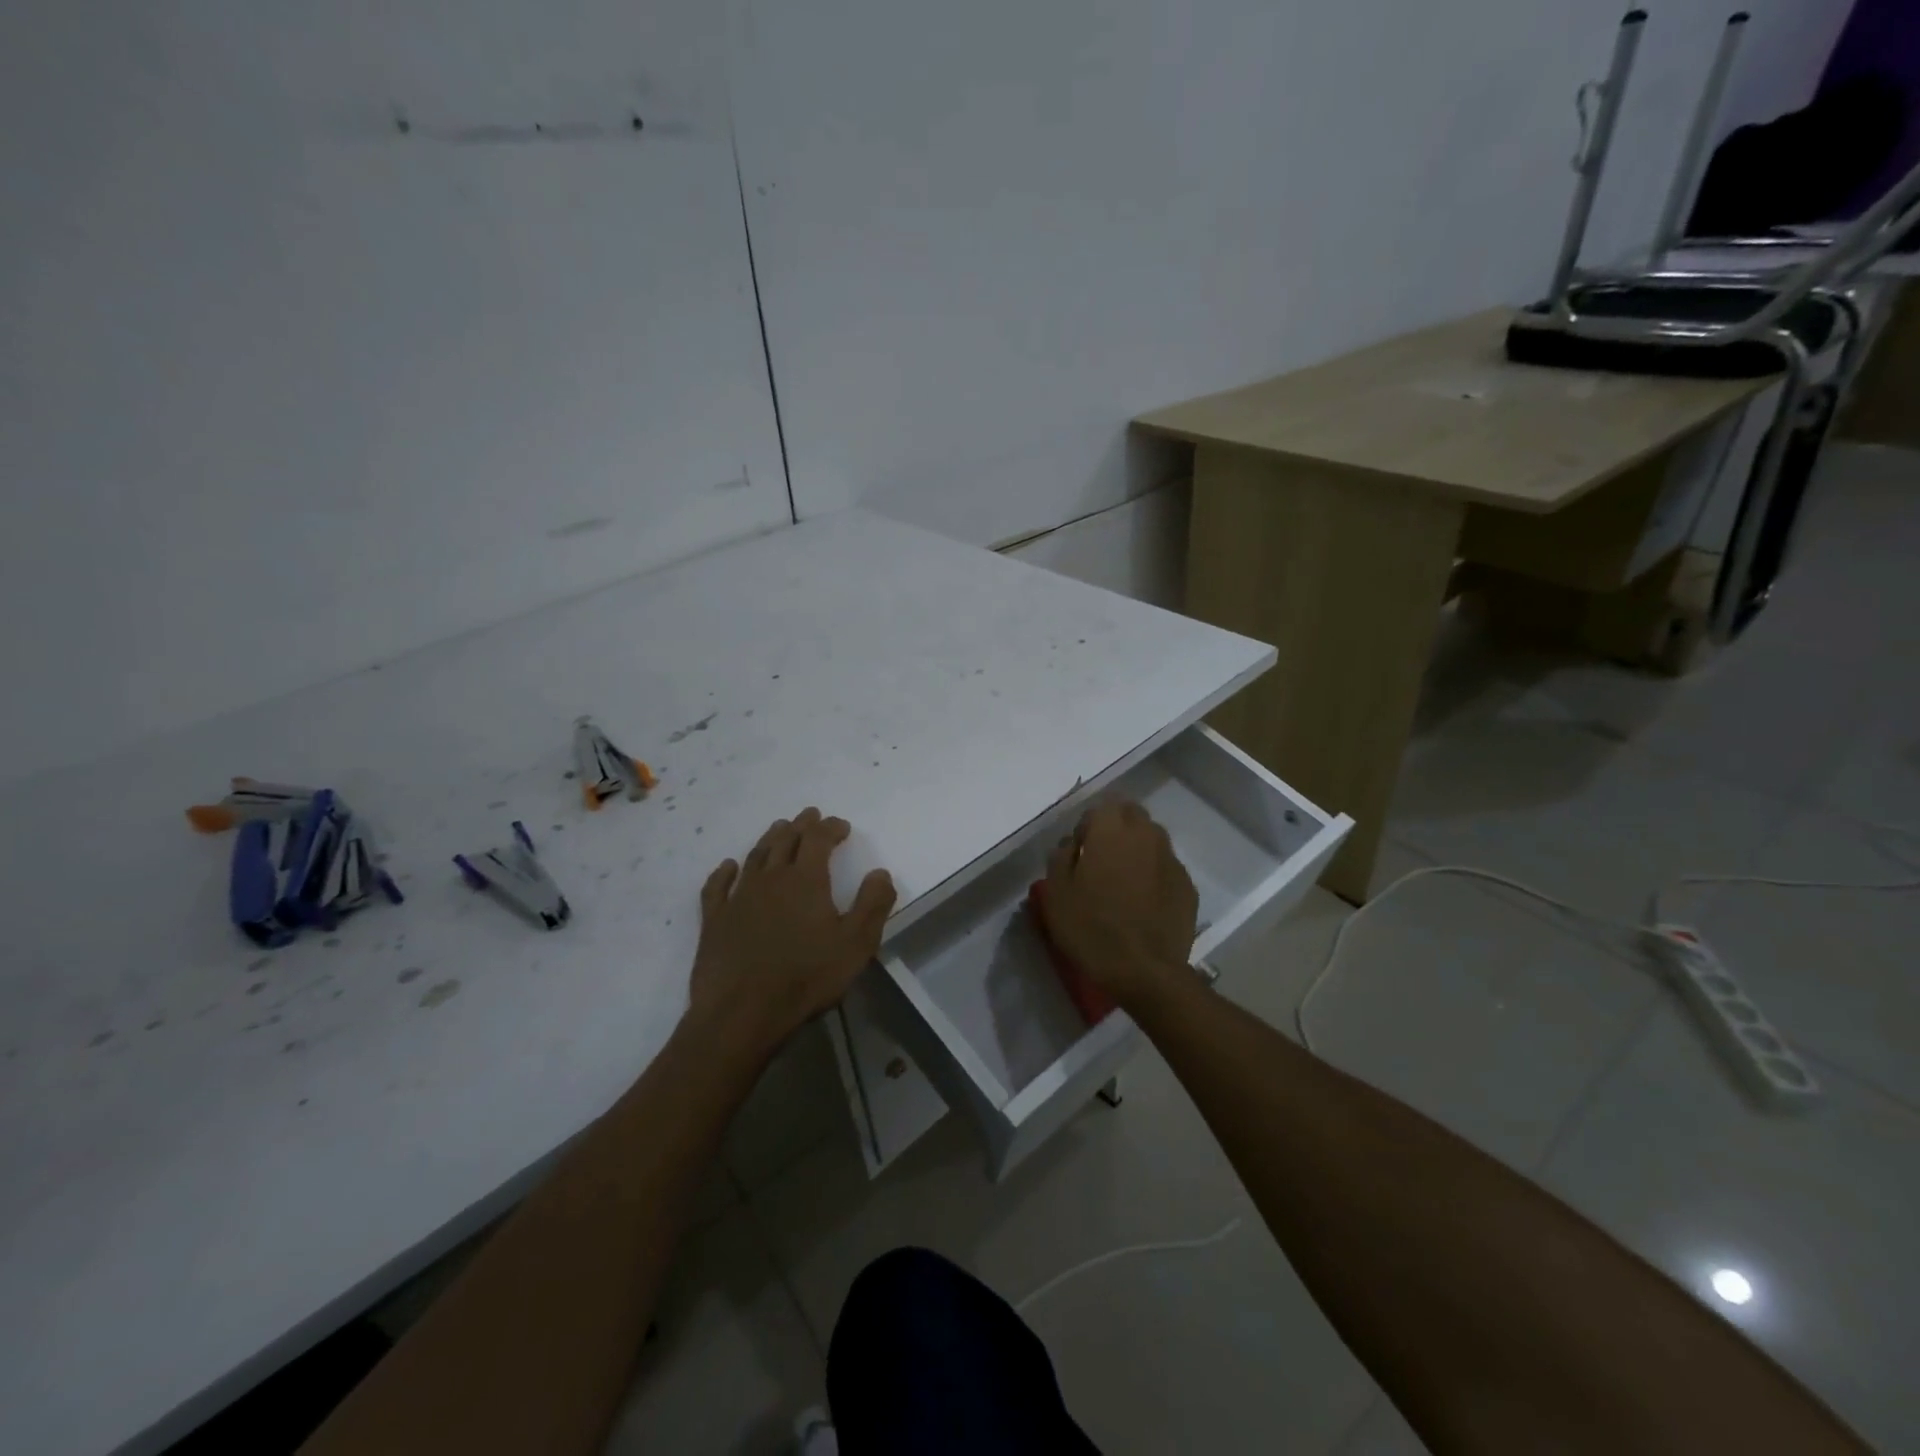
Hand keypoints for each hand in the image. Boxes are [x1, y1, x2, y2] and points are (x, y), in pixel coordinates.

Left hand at [689, 807, 895, 1060]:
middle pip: (786, 841)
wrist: (742, 1013)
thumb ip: (872, 904)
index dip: (830, 828)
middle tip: (810, 815)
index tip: (841, 825)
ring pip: (755, 857)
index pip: (819, 839)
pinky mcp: (714, 920)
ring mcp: (739, 897)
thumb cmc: (806, 978)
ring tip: (778, 828)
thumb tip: (880, 872)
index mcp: (806, 880)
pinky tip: (728, 866)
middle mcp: (771, 879)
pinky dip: (724, 872)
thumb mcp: (856, 944)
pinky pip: (717, 886)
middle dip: (801, 826)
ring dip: (769, 839)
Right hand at [1037, 800, 1197, 1008]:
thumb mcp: (1056, 893)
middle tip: (1100, 859)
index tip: (1078, 851)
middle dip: (1115, 827)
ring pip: (1152, 838)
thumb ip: (1061, 856)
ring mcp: (1171, 860)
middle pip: (1131, 814)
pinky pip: (1165, 866)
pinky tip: (1143, 901)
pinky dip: (1153, 873)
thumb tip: (1073, 843)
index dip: (1087, 825)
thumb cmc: (1092, 929)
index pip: (1101, 806)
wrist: (1145, 972)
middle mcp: (1146, 835)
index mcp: (1111, 831)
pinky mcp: (1187, 886)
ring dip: (1136, 848)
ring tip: (1123, 880)